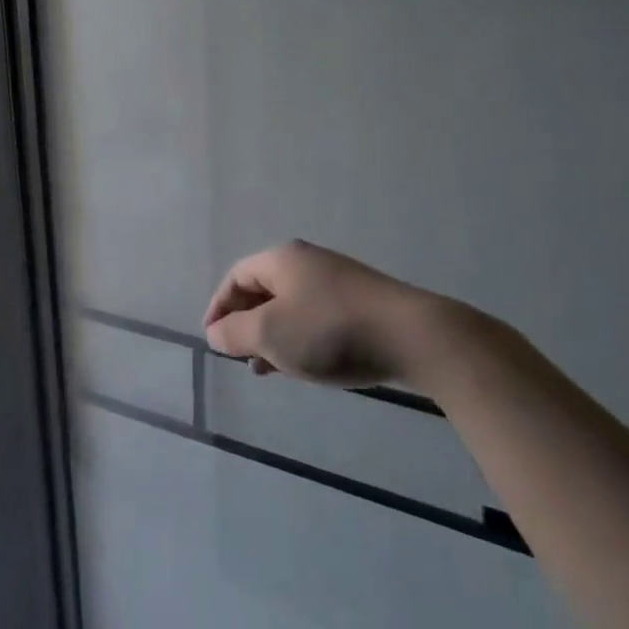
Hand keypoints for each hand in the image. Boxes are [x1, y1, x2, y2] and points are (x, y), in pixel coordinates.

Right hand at [203, 239, 496, 393]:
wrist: (415, 337)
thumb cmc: (330, 331)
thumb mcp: (270, 334)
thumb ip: (235, 333)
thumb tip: (216, 332)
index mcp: (282, 260)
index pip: (236, 277)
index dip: (218, 307)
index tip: (213, 340)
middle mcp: (308, 263)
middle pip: (263, 290)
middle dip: (246, 324)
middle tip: (239, 356)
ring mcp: (338, 282)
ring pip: (291, 308)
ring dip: (272, 337)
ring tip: (267, 369)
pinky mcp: (362, 305)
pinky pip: (316, 319)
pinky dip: (300, 340)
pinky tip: (304, 366)